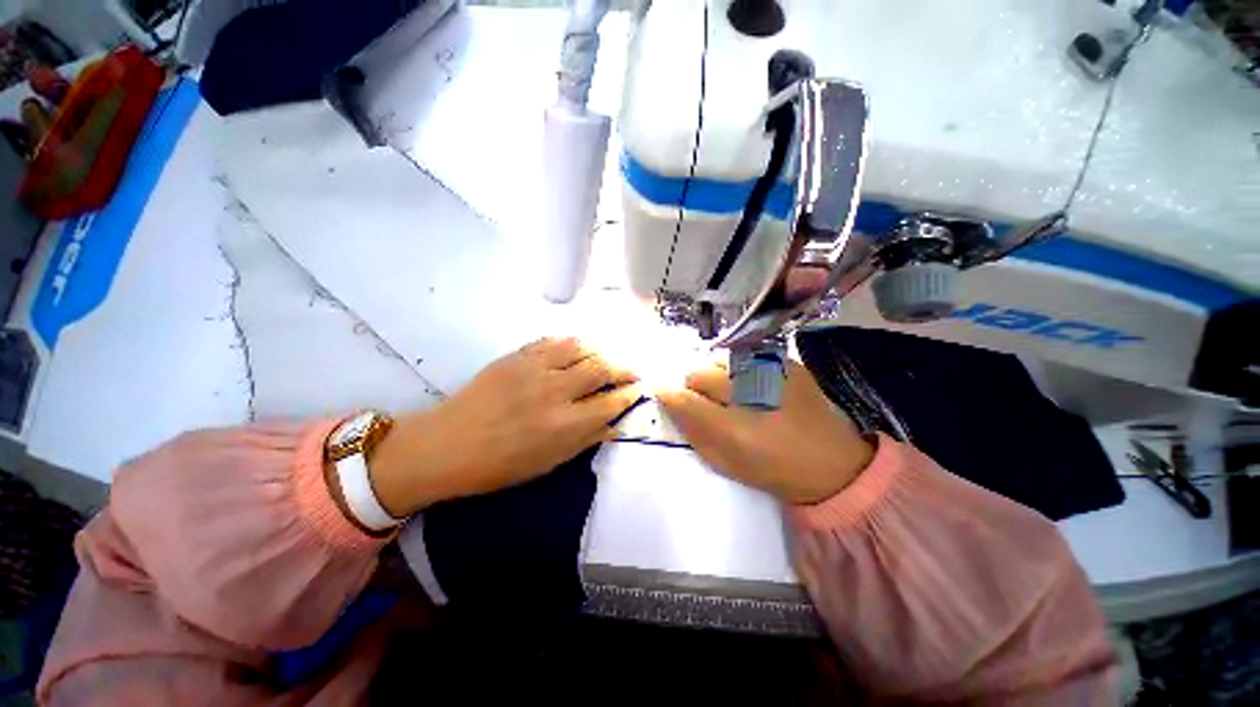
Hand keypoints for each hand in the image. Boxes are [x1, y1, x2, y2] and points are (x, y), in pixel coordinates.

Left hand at [369, 337, 641, 515]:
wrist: (448, 445)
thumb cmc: (500, 464)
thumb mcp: (549, 462)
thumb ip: (586, 439)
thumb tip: (614, 422)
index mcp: (564, 424)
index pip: (611, 402)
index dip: (630, 394)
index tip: (638, 389)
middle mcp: (555, 391)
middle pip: (602, 368)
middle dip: (624, 368)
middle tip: (631, 371)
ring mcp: (535, 368)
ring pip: (581, 347)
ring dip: (601, 351)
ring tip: (607, 358)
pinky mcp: (517, 356)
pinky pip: (554, 341)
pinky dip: (572, 343)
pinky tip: (578, 350)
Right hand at [657, 360, 873, 504]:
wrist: (834, 462)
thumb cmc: (774, 469)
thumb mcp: (726, 463)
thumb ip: (693, 432)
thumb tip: (670, 402)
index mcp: (733, 426)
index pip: (683, 397)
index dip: (669, 393)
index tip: (663, 393)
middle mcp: (749, 391)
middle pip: (699, 372)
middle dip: (697, 387)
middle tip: (710, 402)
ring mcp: (771, 371)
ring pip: (720, 360)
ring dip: (718, 375)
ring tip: (734, 392)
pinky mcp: (787, 362)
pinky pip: (746, 355)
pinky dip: (741, 368)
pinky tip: (754, 385)